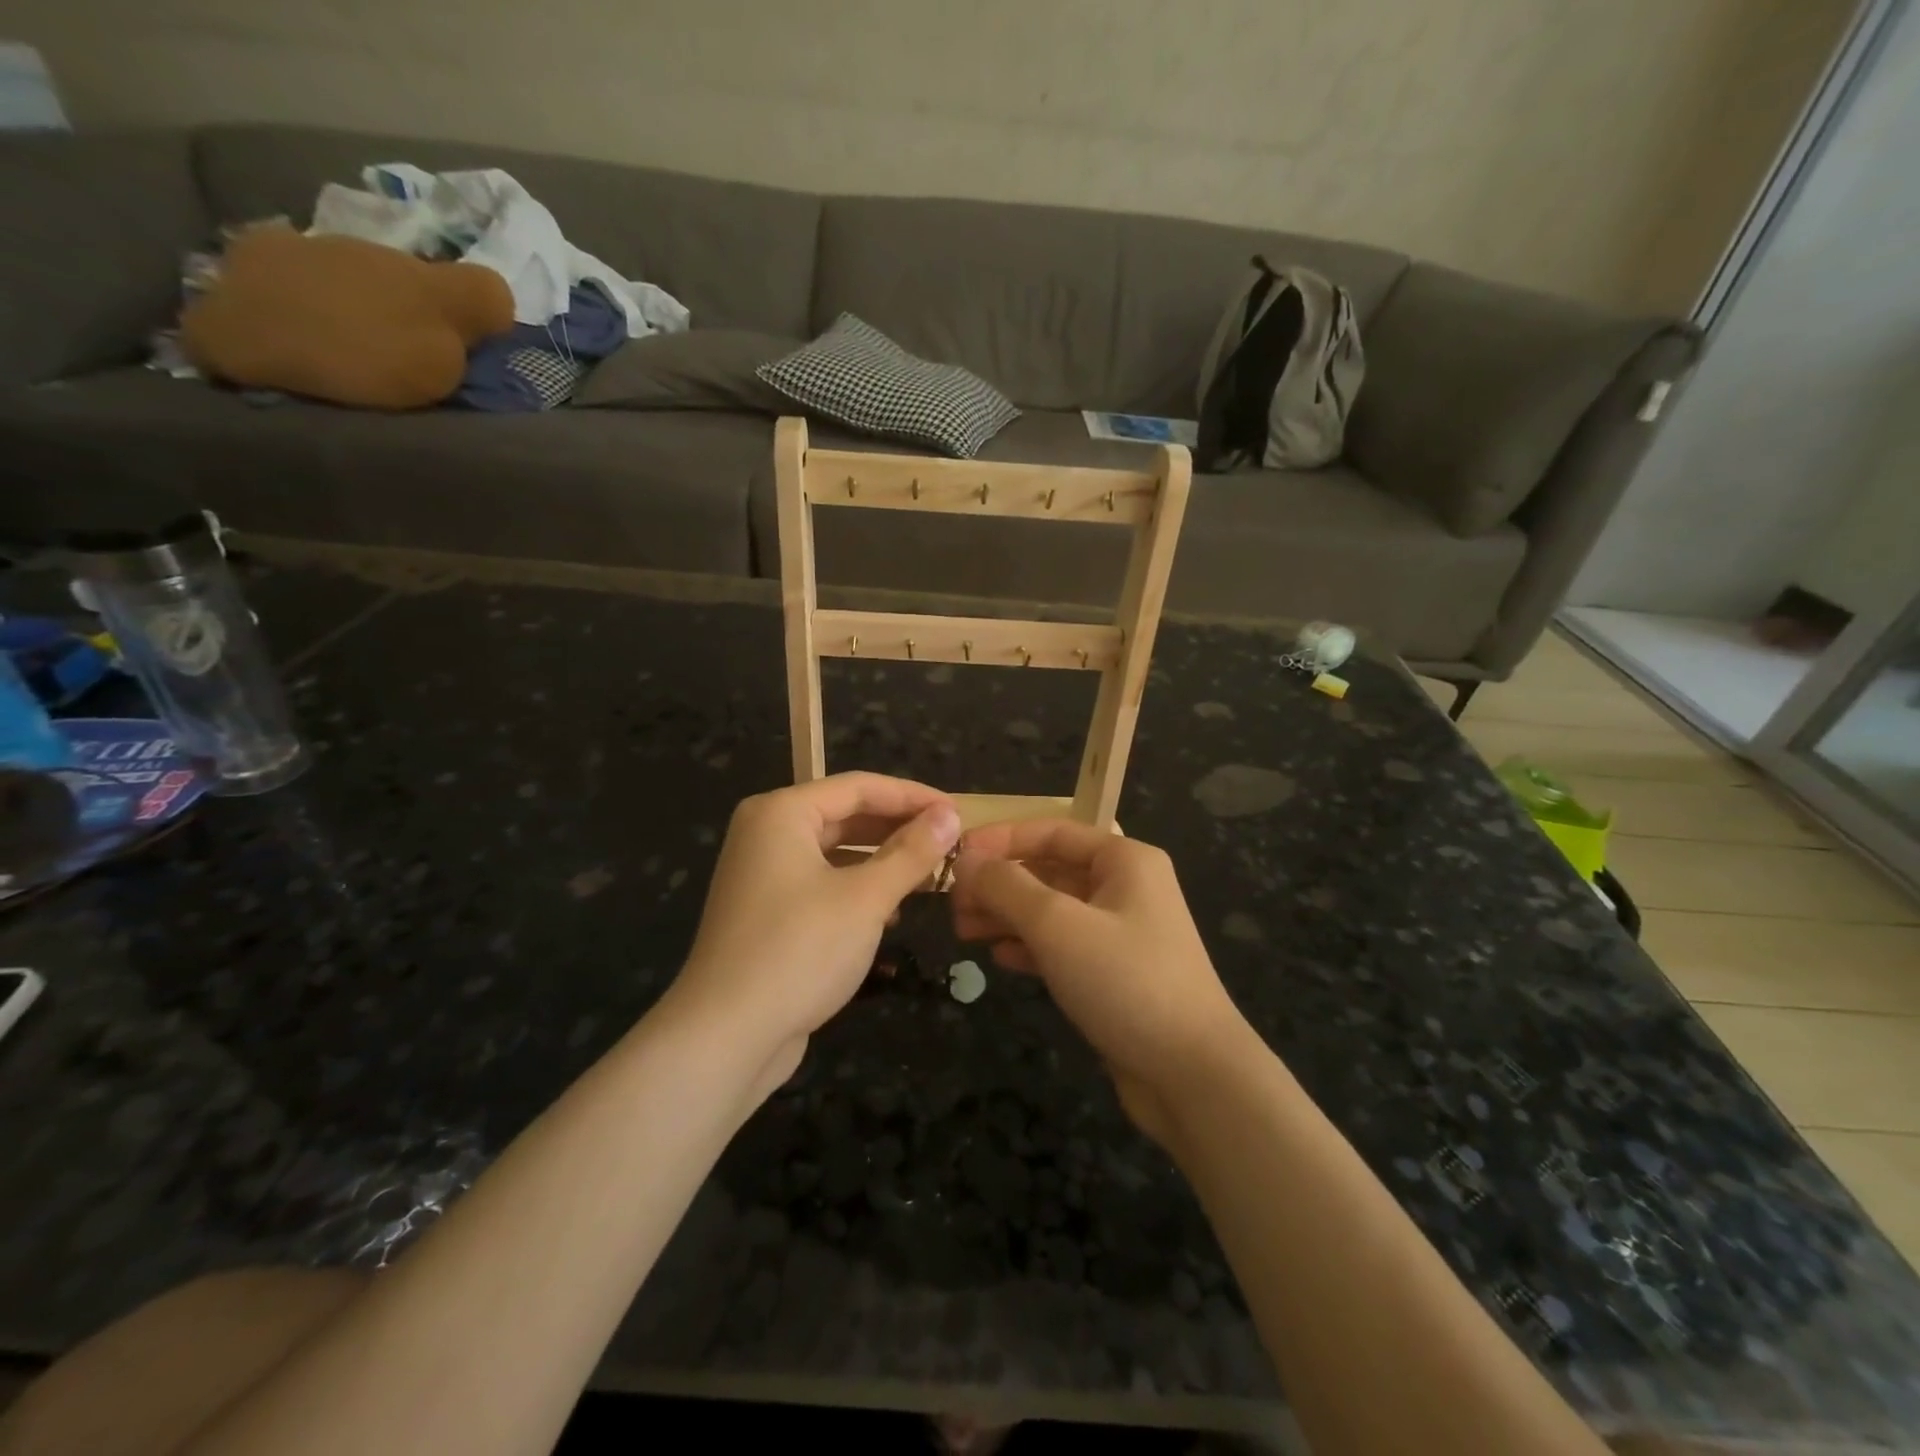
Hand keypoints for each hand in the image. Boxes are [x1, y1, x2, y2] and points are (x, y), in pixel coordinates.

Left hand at [667, 773, 960, 1102]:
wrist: (725, 1036)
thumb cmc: (799, 951)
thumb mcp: (865, 898)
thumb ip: (911, 852)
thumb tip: (949, 816)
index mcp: (782, 813)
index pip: (859, 787)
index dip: (912, 796)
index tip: (958, 811)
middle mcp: (767, 833)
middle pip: (846, 816)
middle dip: (899, 829)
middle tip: (950, 842)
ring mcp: (764, 875)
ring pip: (837, 852)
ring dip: (883, 861)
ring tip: (930, 874)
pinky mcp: (768, 912)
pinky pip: (823, 883)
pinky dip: (859, 889)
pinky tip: (892, 911)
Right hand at [949, 820, 1251, 1141]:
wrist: (1192, 1075)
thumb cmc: (1125, 981)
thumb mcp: (1058, 925)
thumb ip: (1007, 886)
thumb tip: (966, 859)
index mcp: (1124, 861)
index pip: (1051, 832)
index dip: (1001, 840)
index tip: (956, 856)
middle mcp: (1125, 888)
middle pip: (1049, 871)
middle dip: (1000, 883)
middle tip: (952, 903)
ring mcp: (1122, 933)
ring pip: (1052, 911)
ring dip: (1008, 916)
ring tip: (962, 930)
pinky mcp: (1115, 974)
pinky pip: (1063, 946)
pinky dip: (1030, 947)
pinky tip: (998, 957)